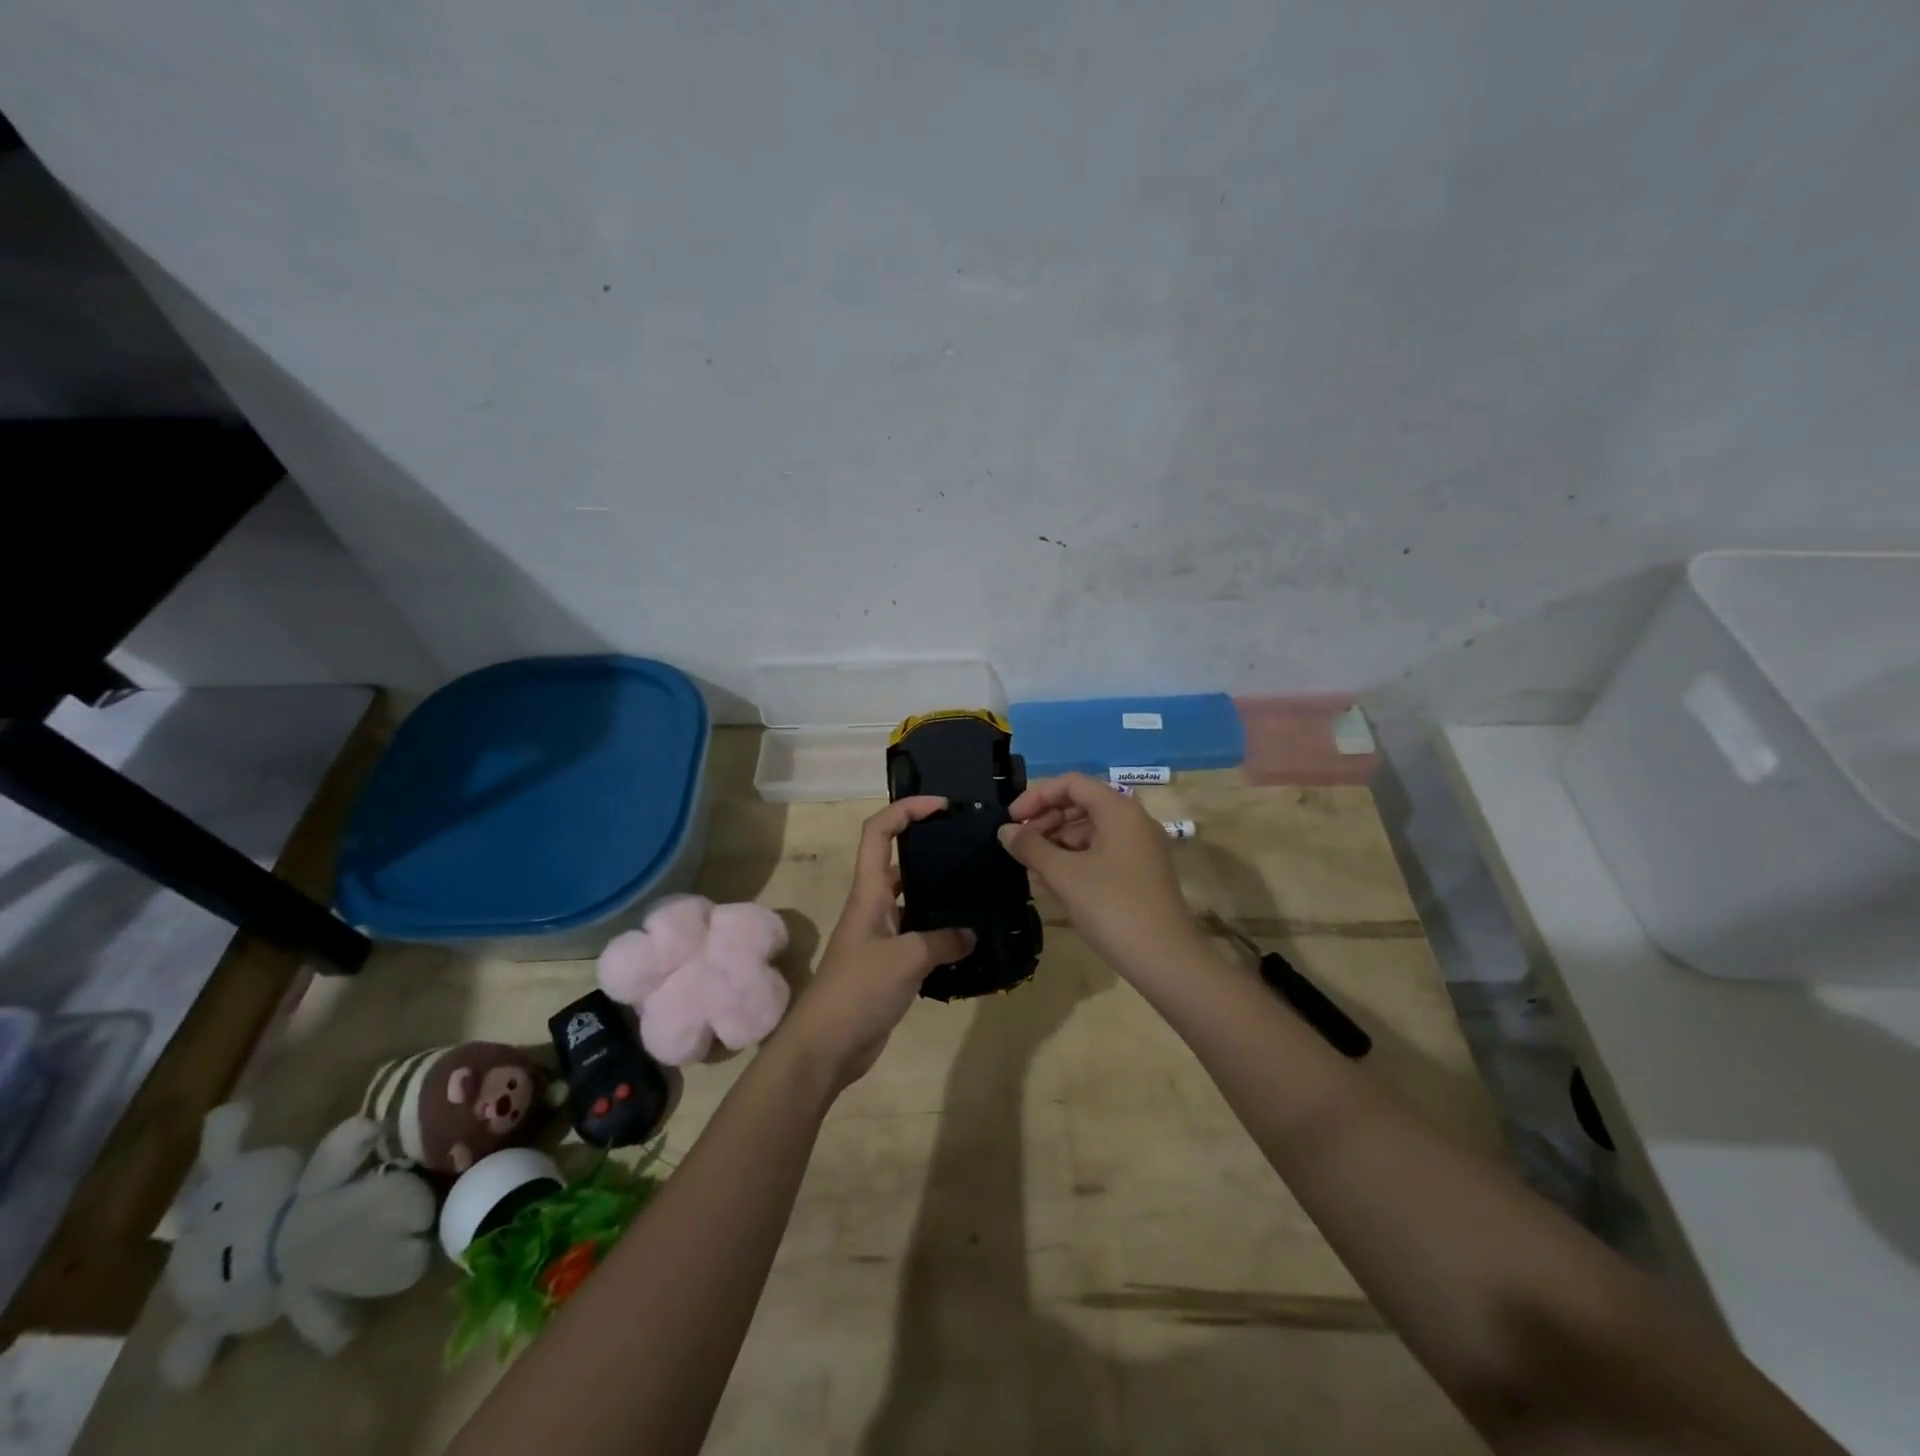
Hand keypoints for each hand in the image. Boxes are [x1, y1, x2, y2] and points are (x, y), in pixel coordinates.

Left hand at [784, 797, 974, 1090]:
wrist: (827, 1046)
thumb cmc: (858, 990)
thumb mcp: (906, 958)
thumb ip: (943, 940)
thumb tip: (971, 934)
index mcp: (869, 892)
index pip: (879, 832)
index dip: (906, 809)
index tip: (941, 806)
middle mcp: (874, 906)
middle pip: (899, 860)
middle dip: (930, 846)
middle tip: (970, 847)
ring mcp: (881, 936)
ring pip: (913, 899)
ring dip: (940, 892)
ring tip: (979, 888)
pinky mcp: (890, 964)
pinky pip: (920, 935)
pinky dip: (943, 933)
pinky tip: (971, 939)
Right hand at [998, 773, 1203, 980]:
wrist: (1167, 961)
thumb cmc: (1113, 908)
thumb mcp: (1064, 876)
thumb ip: (1031, 847)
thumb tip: (1005, 831)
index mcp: (1119, 810)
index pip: (1072, 783)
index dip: (1037, 796)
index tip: (1011, 821)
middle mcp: (1133, 821)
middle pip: (1082, 804)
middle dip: (1046, 819)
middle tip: (1019, 845)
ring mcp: (1140, 848)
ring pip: (1090, 830)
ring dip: (1057, 842)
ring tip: (1031, 867)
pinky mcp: (1140, 873)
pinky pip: (1101, 852)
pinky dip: (1075, 859)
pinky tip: (1053, 881)